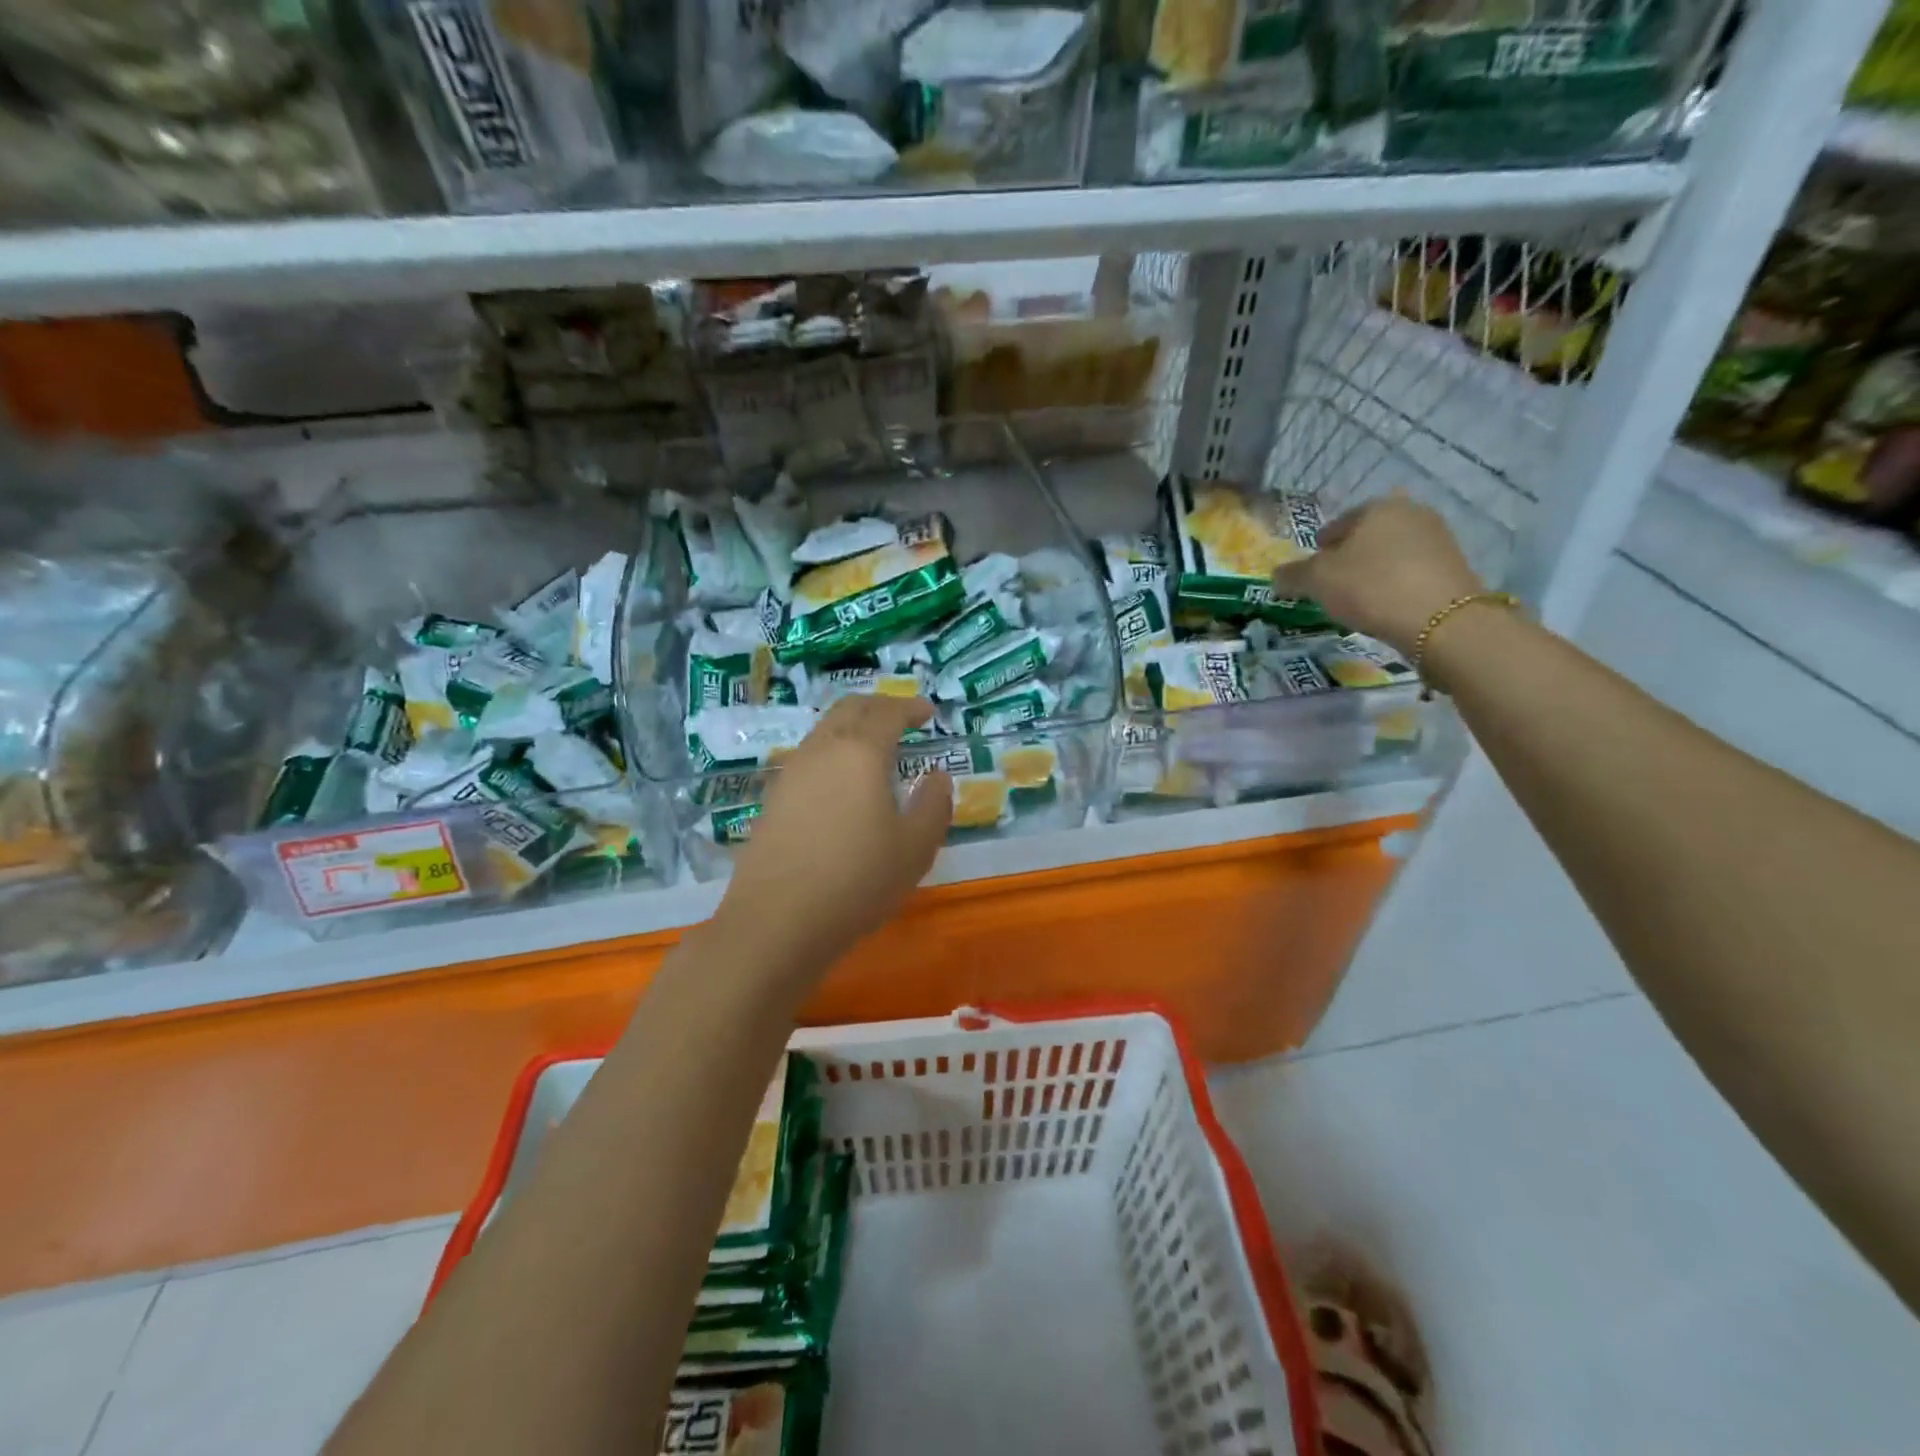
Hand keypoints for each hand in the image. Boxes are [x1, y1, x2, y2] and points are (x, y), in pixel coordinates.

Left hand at [717, 695, 951, 971]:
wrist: (776, 921)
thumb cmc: (857, 881)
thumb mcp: (915, 848)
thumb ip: (933, 805)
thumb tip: (937, 776)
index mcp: (860, 753)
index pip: (888, 712)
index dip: (910, 706)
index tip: (928, 712)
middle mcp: (822, 750)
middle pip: (849, 708)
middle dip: (879, 706)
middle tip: (901, 718)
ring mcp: (791, 773)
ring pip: (824, 730)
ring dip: (852, 727)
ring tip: (874, 749)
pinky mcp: (773, 799)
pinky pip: (808, 757)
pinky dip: (832, 752)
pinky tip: (841, 783)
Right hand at [1273, 493, 1483, 655]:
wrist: (1441, 620)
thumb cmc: (1370, 587)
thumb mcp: (1317, 581)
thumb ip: (1293, 575)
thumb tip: (1276, 575)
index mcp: (1377, 507)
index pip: (1336, 525)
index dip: (1319, 550)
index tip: (1312, 574)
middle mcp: (1411, 512)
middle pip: (1367, 537)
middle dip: (1349, 558)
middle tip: (1334, 587)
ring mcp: (1438, 538)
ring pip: (1391, 553)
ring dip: (1374, 571)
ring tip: (1359, 600)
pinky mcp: (1454, 566)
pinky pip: (1411, 572)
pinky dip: (1396, 584)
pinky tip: (1386, 606)